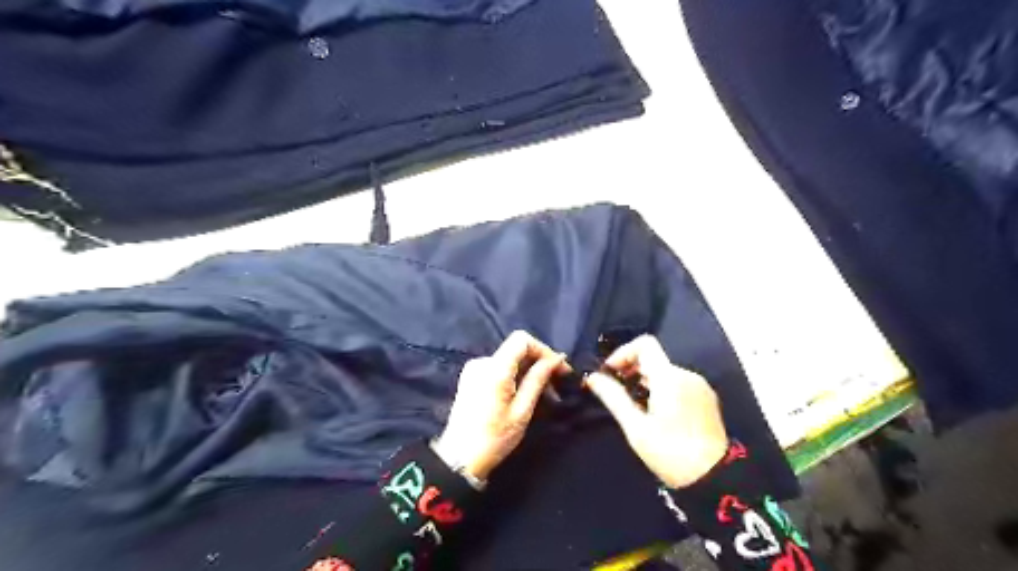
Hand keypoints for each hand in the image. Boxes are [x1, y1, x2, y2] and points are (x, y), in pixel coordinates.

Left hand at [431, 329, 571, 480]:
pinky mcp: (471, 379)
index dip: (544, 350)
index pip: (522, 340)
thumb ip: (537, 380)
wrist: (459, 460)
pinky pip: (499, 369)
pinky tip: (524, 396)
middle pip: (516, 349)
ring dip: (528, 372)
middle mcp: (482, 362)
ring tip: (545, 396)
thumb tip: (556, 359)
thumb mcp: (522, 411)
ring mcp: (474, 370)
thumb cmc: (494, 438)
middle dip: (539, 363)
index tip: (559, 369)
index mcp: (494, 368)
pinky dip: (515, 377)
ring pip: (509, 360)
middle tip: (558, 385)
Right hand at [584, 337, 727, 488]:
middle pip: (654, 359)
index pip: (644, 344)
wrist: (715, 479)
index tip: (611, 373)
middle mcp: (686, 375)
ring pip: (665, 372)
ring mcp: (699, 386)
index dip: (623, 353)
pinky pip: (678, 383)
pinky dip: (662, 389)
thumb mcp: (636, 428)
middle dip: (631, 370)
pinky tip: (656, 413)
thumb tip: (592, 378)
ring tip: (634, 407)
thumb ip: (613, 398)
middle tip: (617, 393)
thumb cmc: (670, 452)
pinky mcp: (707, 399)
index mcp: (669, 377)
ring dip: (646, 381)